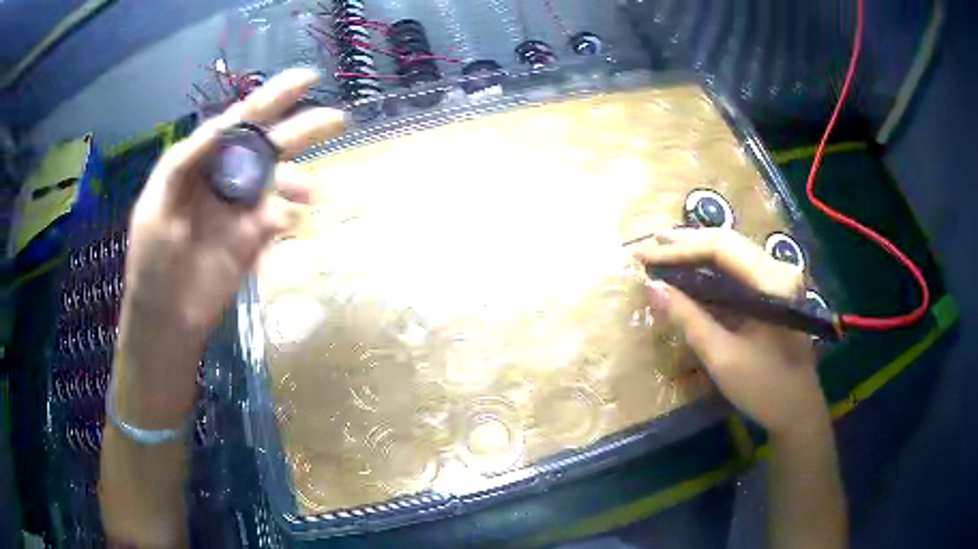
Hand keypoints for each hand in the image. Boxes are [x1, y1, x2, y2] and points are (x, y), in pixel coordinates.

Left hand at [115, 68, 343, 425]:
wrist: (167, 319)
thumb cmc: (152, 262)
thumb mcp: (157, 206)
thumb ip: (185, 161)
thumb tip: (224, 123)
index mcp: (201, 162)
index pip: (238, 122)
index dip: (272, 98)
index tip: (306, 81)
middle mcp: (225, 178)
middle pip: (267, 144)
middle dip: (301, 128)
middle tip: (338, 118)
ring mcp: (242, 208)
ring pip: (279, 181)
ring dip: (300, 181)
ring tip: (316, 190)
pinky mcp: (254, 238)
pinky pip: (279, 218)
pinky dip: (290, 215)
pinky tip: (292, 221)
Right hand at [633, 228, 824, 434]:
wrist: (798, 410)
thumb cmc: (764, 388)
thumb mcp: (722, 357)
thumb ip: (688, 318)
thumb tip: (650, 287)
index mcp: (772, 282)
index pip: (721, 248)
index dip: (679, 248)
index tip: (643, 254)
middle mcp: (778, 269)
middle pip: (728, 242)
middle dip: (686, 243)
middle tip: (648, 246)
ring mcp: (780, 278)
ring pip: (733, 251)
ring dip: (698, 251)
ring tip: (663, 250)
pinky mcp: (776, 290)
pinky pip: (739, 268)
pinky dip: (712, 267)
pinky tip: (692, 268)